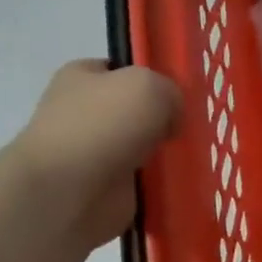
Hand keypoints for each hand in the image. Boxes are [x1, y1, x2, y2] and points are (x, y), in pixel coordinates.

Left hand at [12, 61, 181, 244]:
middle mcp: (83, 113)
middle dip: (162, 120)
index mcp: (81, 77)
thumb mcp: (149, 86)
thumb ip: (170, 91)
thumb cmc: (104, 126)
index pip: (121, 70)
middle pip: (135, 111)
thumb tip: (170, 119)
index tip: (179, 94)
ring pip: (142, 148)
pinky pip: (143, 182)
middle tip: (190, 128)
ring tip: (192, 157)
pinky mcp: (105, 189)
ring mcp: (93, 154)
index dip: (151, 77)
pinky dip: (161, 185)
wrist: (70, 192)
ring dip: (164, 155)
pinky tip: (180, 183)